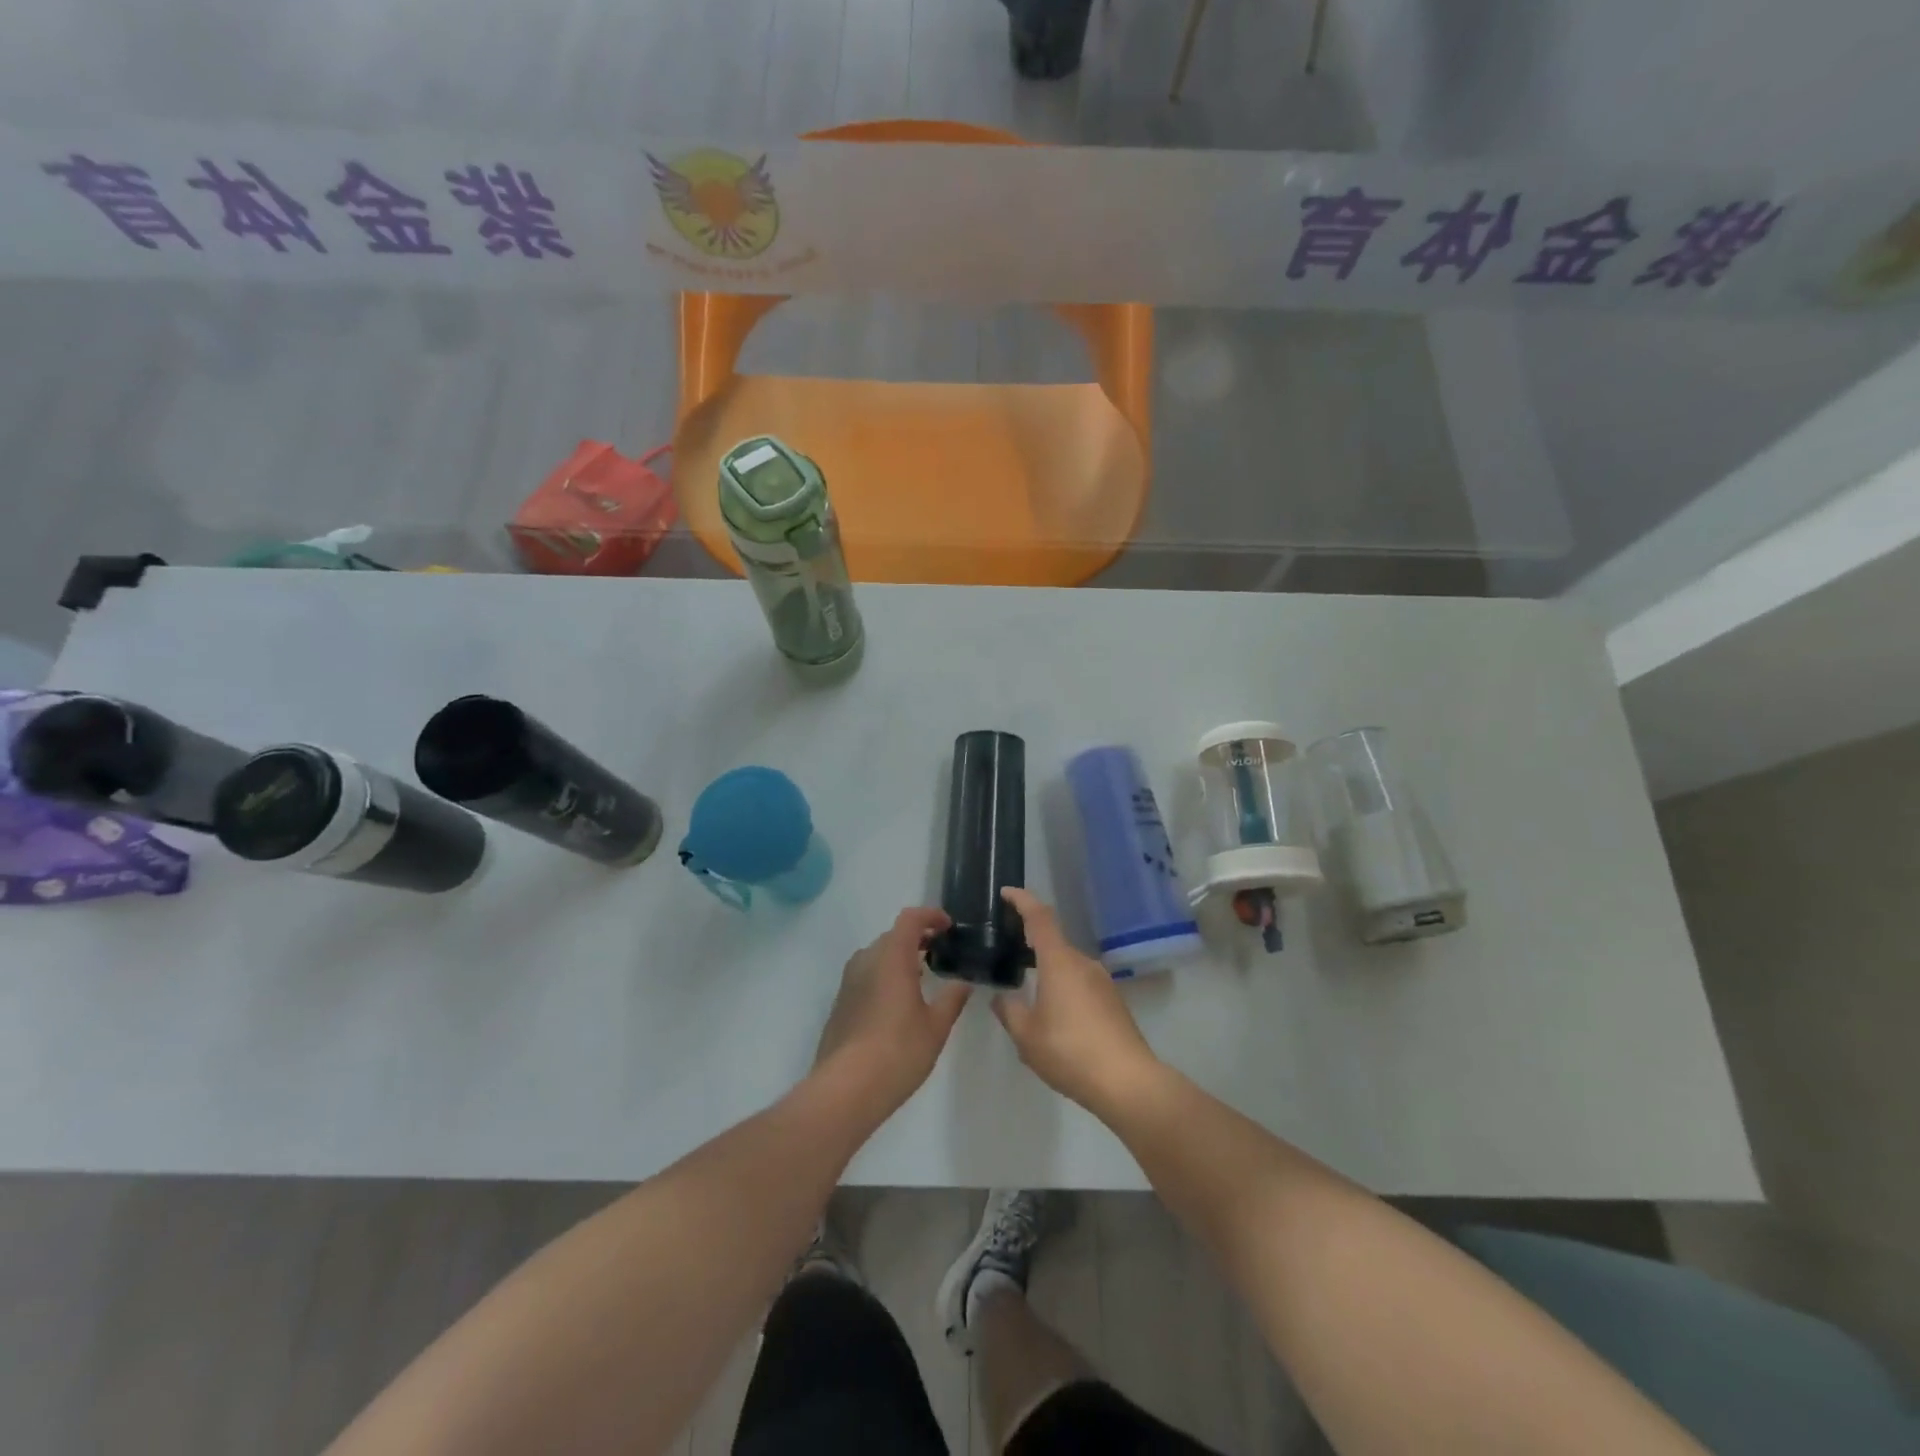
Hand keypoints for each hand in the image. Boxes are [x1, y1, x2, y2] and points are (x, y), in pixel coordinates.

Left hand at [814, 907, 970, 1113]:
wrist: (845, 1089)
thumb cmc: (898, 1051)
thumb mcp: (936, 1027)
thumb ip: (952, 999)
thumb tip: (964, 983)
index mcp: (891, 957)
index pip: (910, 919)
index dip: (930, 916)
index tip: (948, 926)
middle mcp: (866, 960)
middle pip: (893, 936)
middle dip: (917, 938)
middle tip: (940, 952)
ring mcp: (848, 982)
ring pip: (877, 956)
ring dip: (899, 957)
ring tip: (921, 976)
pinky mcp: (840, 1003)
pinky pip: (865, 976)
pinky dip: (884, 976)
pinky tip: (897, 1003)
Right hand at [993, 888, 1161, 1113]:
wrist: (1128, 1082)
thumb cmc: (1070, 1052)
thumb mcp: (1027, 1036)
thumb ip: (1010, 1011)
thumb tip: (1002, 998)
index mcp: (1059, 962)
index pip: (1039, 917)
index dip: (1022, 901)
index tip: (1007, 893)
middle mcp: (1083, 963)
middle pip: (1053, 942)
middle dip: (1031, 945)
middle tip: (1008, 955)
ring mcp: (1103, 982)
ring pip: (1068, 966)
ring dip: (1048, 973)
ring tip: (1029, 995)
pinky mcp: (1114, 1002)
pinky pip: (1081, 984)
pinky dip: (1064, 990)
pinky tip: (1055, 1018)